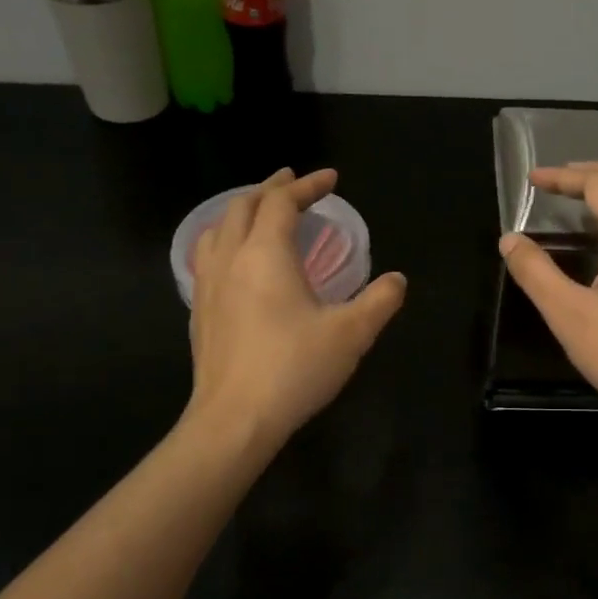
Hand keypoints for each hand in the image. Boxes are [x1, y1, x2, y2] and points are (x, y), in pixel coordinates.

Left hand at [186, 169, 406, 449]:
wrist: (234, 419)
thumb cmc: (294, 369)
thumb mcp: (352, 334)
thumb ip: (380, 300)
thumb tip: (397, 279)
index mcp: (266, 254)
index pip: (281, 203)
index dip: (307, 185)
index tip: (330, 178)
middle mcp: (231, 259)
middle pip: (244, 206)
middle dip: (271, 189)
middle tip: (293, 183)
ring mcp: (208, 285)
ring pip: (218, 228)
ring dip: (242, 210)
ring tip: (260, 212)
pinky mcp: (200, 311)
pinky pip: (207, 256)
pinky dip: (226, 239)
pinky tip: (237, 261)